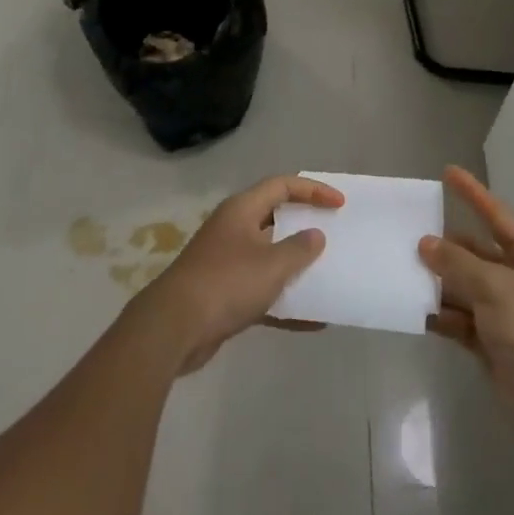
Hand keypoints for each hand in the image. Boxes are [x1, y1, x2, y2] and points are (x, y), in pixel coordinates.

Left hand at [135, 174, 343, 373]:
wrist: (174, 328)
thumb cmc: (226, 283)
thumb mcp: (271, 264)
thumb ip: (299, 249)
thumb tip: (315, 236)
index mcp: (242, 210)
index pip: (282, 186)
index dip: (313, 190)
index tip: (339, 204)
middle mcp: (234, 230)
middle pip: (276, 219)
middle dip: (305, 227)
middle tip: (334, 234)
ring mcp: (227, 263)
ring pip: (270, 257)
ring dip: (297, 267)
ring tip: (328, 274)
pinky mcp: (224, 294)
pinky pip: (263, 292)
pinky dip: (286, 302)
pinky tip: (313, 320)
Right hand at [421, 166, 513, 433]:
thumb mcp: (494, 288)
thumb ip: (457, 262)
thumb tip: (424, 243)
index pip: (497, 215)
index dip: (473, 193)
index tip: (447, 171)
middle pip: (475, 252)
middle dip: (445, 245)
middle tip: (408, 232)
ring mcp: (503, 310)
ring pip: (463, 285)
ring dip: (437, 280)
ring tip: (400, 268)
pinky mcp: (489, 339)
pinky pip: (458, 316)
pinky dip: (439, 313)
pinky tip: (412, 307)